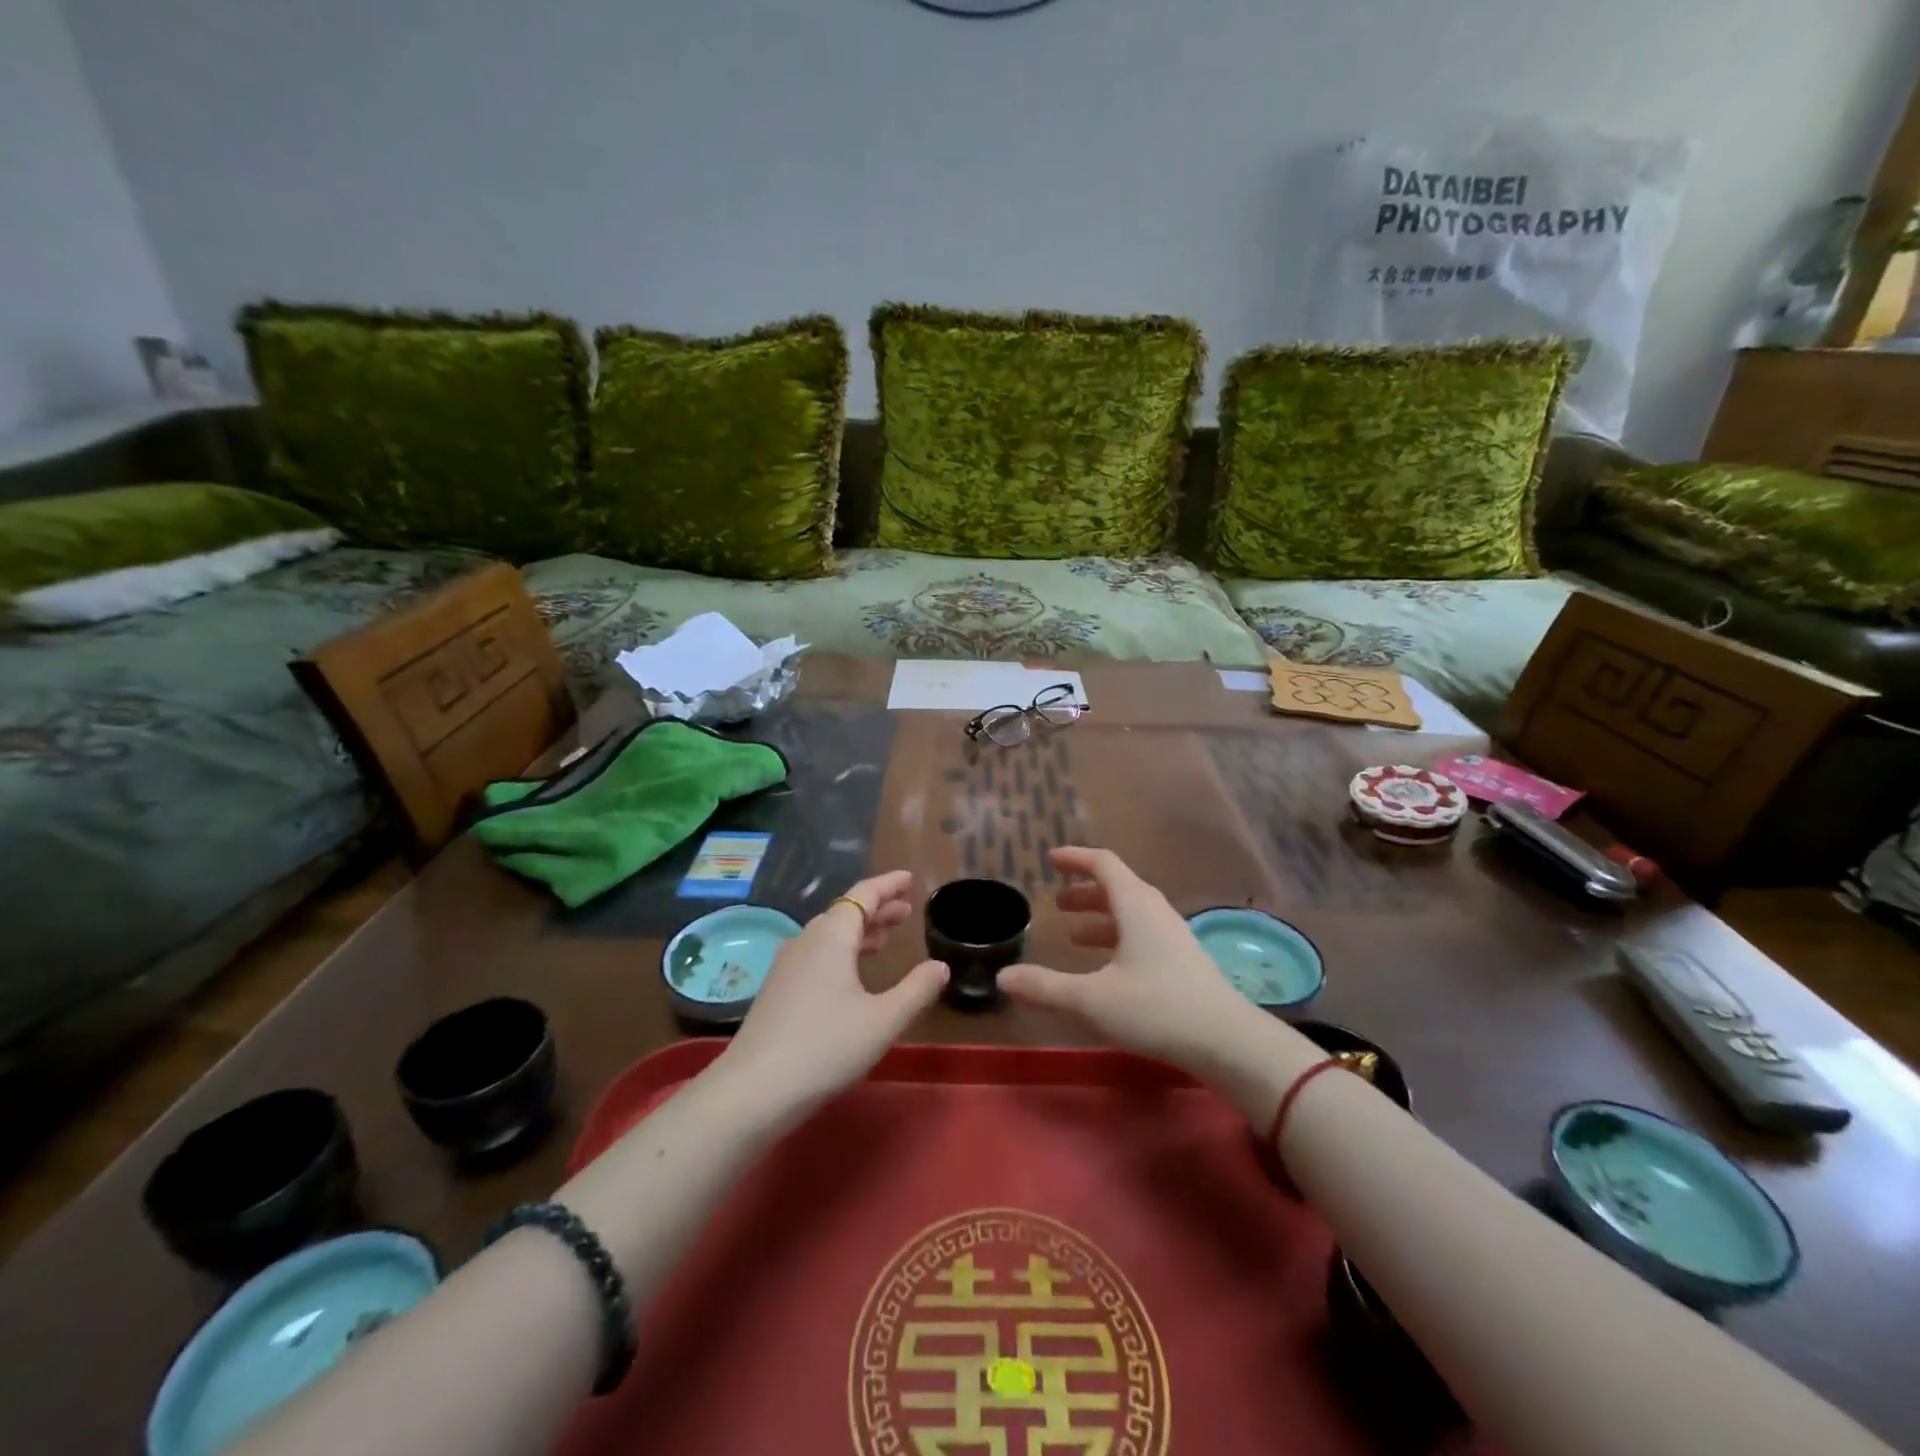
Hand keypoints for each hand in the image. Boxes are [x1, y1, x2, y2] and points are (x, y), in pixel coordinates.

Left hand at [714, 872, 947, 1120]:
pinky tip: (850, 975)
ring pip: (829, 935)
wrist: (753, 1091)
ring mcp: (786, 966)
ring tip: (885, 940)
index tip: (909, 879)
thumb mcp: (884, 1020)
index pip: (863, 894)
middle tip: (906, 912)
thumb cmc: (826, 1047)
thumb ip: (917, 990)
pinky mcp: (776, 990)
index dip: (888, 885)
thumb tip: (940, 966)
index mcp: (832, 937)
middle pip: (845, 912)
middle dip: (877, 908)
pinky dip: (841, 951)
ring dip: (859, 931)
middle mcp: (806, 941)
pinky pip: (816, 954)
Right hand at [1000, 848, 1301, 1091]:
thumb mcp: (1093, 999)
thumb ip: (1046, 987)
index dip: (1076, 858)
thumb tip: (1003, 977)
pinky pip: (1143, 934)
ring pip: (1131, 913)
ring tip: (1073, 934)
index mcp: (1135, 906)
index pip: (1103, 864)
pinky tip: (1107, 967)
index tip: (1052, 859)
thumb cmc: (1157, 1009)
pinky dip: (1118, 938)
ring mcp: (1173, 936)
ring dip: (1101, 917)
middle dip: (1085, 891)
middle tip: (1058, 903)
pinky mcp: (1183, 960)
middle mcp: (1155, 912)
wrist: (1228, 1042)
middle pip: (1118, 887)